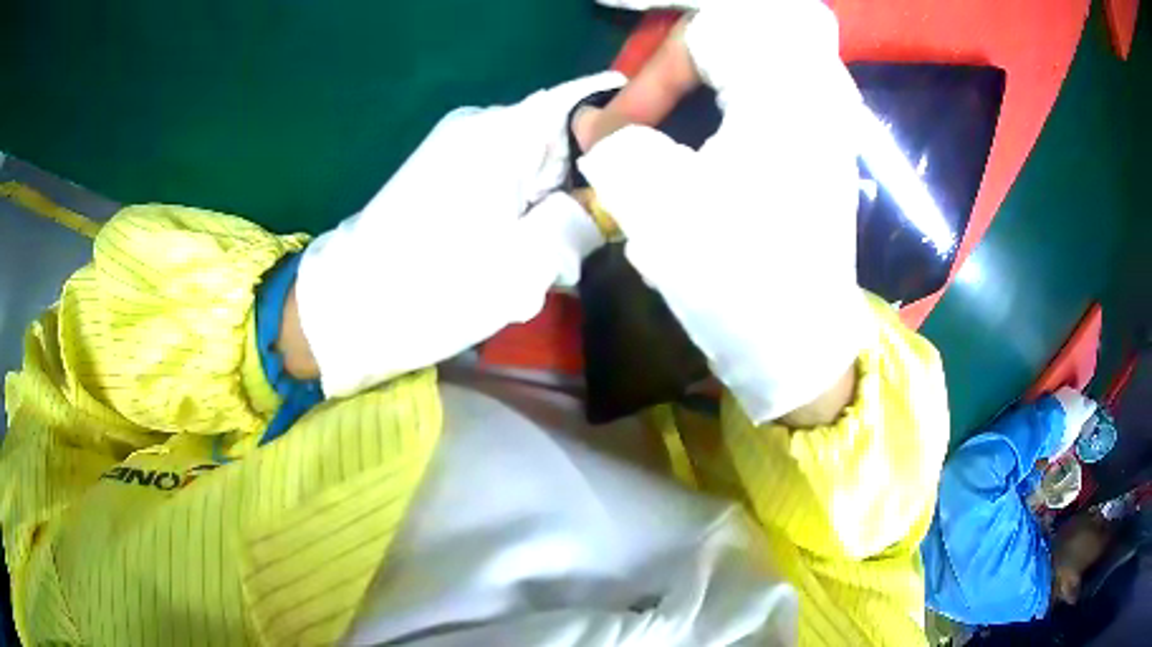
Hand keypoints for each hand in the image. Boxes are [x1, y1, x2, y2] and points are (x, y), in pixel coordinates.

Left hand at [293, 72, 623, 397]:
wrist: (351, 306)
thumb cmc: (437, 287)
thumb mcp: (524, 264)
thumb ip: (579, 220)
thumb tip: (605, 200)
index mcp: (501, 133)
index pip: (576, 101)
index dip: (614, 127)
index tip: (638, 162)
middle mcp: (478, 124)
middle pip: (554, 131)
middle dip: (580, 175)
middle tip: (587, 229)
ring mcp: (454, 144)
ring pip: (529, 154)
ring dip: (548, 195)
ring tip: (546, 245)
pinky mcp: (439, 166)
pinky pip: (500, 168)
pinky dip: (520, 199)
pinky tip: (514, 239)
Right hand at [576, 0, 869, 423]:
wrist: (802, 349)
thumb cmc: (742, 274)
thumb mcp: (663, 202)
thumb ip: (616, 145)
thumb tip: (595, 124)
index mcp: (787, 92)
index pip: (701, 39)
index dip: (647, 80)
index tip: (616, 134)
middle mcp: (815, 96)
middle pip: (726, 49)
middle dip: (670, 81)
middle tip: (638, 121)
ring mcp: (824, 125)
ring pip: (745, 76)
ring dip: (693, 99)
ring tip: (661, 137)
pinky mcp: (819, 154)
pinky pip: (762, 105)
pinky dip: (720, 117)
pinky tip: (702, 155)